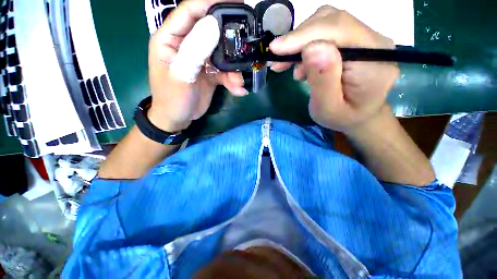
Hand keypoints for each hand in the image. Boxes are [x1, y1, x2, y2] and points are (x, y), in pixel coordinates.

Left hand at [148, 0, 246, 132]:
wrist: (178, 118)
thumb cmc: (173, 98)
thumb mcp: (181, 75)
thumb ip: (195, 50)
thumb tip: (213, 24)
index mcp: (170, 39)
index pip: (189, 11)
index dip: (209, 2)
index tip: (232, 2)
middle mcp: (186, 45)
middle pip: (210, 31)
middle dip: (228, 39)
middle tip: (245, 42)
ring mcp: (200, 60)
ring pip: (221, 56)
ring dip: (233, 70)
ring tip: (239, 83)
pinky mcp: (210, 73)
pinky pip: (224, 72)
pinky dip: (232, 81)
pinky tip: (238, 90)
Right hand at [269, 5, 398, 133]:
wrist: (358, 116)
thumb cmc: (342, 118)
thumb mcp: (328, 108)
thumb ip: (323, 80)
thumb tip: (311, 48)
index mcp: (374, 59)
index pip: (339, 30)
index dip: (304, 36)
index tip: (276, 49)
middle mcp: (374, 41)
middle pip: (331, 21)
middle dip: (299, 39)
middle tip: (278, 61)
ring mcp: (365, 38)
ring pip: (326, 23)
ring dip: (301, 42)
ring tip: (290, 67)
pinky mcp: (354, 40)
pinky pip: (327, 32)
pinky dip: (306, 45)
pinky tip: (302, 66)